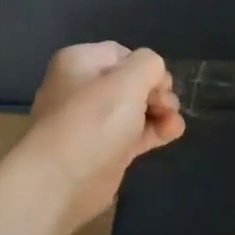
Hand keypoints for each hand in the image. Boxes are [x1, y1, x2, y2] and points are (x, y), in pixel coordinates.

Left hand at [21, 43, 184, 232]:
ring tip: (173, 124)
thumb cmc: (93, 121)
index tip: (161, 85)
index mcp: (79, 63)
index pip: (122, 54)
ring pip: (136, 109)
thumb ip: (149, 65)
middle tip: (166, 107)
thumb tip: (154, 76)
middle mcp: (83, 89)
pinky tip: (172, 134)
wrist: (61, 181)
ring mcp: (93, 122)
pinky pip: (135, 133)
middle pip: (132, 82)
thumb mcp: (128, 80)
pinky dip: (154, 131)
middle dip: (157, 92)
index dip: (147, 67)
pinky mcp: (105, 150)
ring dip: (161, 112)